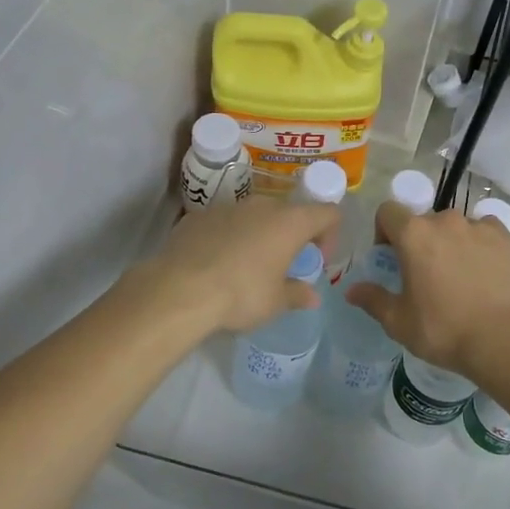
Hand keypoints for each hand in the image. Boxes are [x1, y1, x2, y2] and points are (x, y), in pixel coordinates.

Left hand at [136, 197, 340, 335]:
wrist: (180, 290)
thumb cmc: (241, 294)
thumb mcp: (275, 302)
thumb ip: (297, 294)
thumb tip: (312, 296)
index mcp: (290, 222)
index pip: (327, 213)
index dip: (330, 234)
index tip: (317, 260)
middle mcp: (262, 206)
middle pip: (289, 212)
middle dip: (291, 235)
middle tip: (283, 264)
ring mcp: (227, 207)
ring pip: (254, 216)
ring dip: (258, 235)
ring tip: (247, 266)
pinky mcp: (198, 216)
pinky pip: (223, 223)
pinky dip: (227, 238)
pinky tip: (216, 264)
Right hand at [345, 202, 509, 374]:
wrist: (506, 340)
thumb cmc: (445, 330)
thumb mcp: (399, 322)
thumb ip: (373, 300)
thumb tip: (352, 290)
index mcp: (415, 235)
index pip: (388, 211)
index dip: (384, 231)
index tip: (391, 258)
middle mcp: (448, 221)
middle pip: (426, 221)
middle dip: (422, 241)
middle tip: (427, 275)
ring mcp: (483, 227)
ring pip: (460, 227)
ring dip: (454, 243)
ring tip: (462, 276)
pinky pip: (490, 235)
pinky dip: (484, 248)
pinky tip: (488, 275)